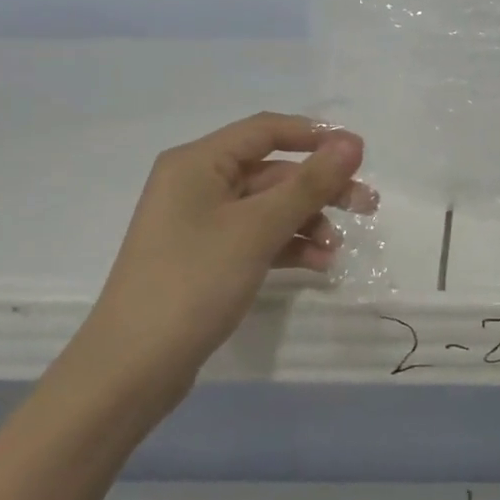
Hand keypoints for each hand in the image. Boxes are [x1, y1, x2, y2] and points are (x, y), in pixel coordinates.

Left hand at [78, 112, 371, 395]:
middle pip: (272, 171)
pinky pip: (257, 237)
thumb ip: (309, 184)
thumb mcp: (257, 229)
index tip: (361, 154)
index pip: (266, 130)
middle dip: (320, 188)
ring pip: (269, 207)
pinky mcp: (207, 257)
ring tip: (338, 248)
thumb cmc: (194, 282)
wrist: (132, 369)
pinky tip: (319, 264)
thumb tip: (352, 143)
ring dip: (308, 221)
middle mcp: (197, 183)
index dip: (316, 137)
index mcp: (198, 162)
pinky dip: (288, 245)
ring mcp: (201, 223)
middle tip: (367, 206)